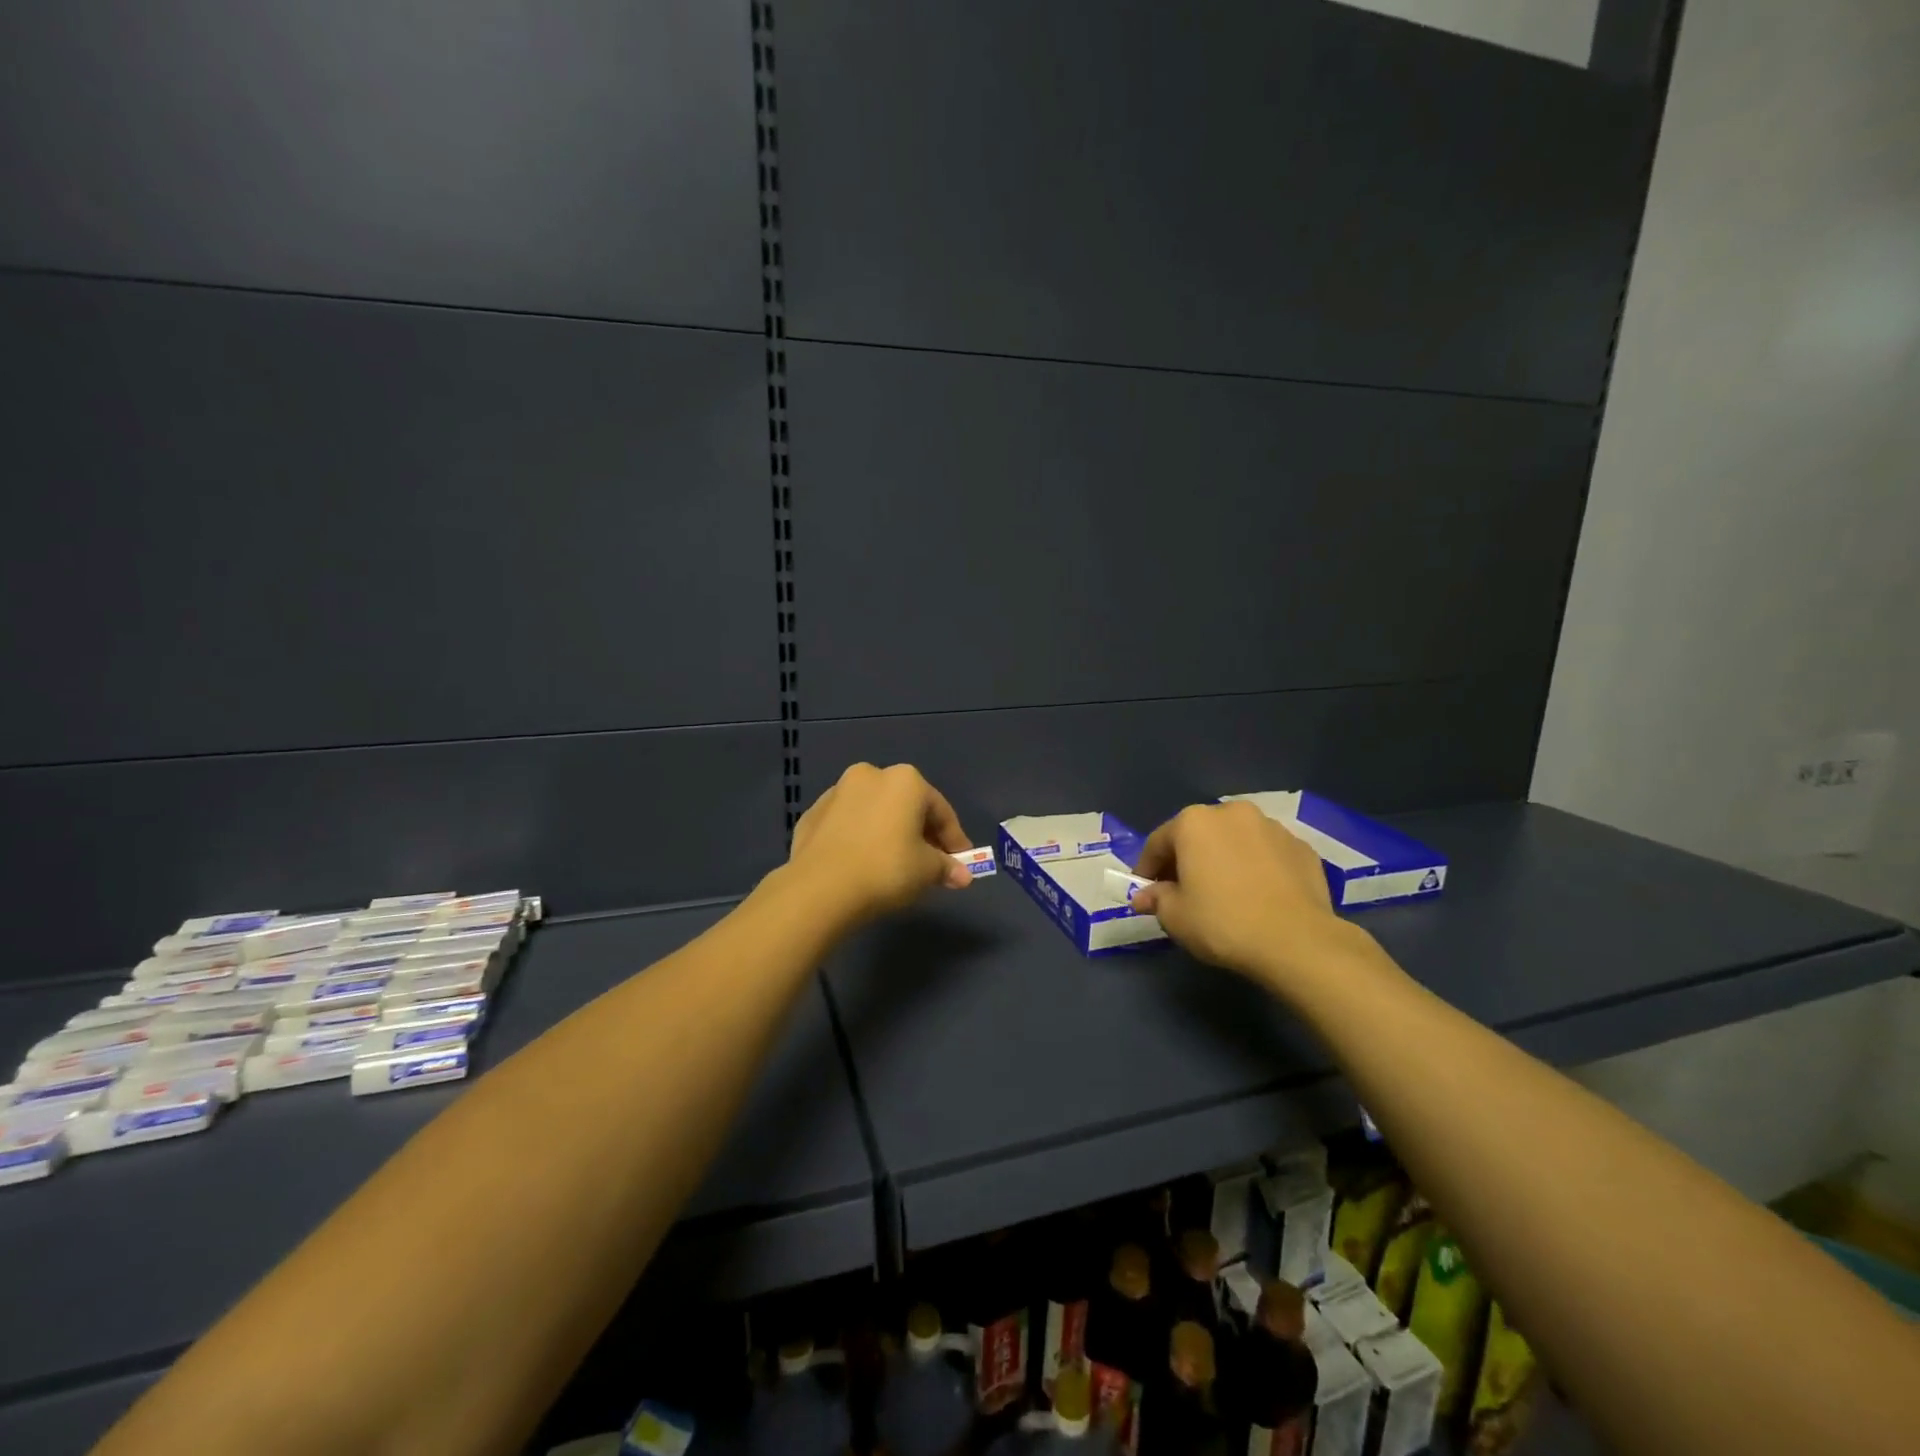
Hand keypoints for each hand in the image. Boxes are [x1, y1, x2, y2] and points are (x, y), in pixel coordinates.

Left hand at [785, 763, 975, 926]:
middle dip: (920, 833)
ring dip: (887, 833)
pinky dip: (859, 839)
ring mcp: (836, 793)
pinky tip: (862, 864)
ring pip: (874, 813)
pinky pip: (846, 826)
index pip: (940, 811)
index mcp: (905, 781)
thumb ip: (946, 867)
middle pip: (905, 806)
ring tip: (894, 864)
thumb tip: (963, 875)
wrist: (820, 888)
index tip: (960, 862)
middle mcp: (870, 775)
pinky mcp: (811, 815)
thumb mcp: (927, 871)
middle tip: (929, 863)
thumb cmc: (886, 869)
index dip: (954, 839)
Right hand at [1131, 800, 1350, 984]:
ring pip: (1235, 841)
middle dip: (1186, 860)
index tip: (1145, 892)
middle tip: (1182, 891)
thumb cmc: (1223, 922)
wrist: (1297, 941)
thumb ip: (1156, 899)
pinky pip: (1267, 854)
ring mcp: (1272, 827)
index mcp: (1194, 822)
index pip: (1158, 842)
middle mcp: (1232, 813)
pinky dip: (1256, 868)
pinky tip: (1257, 895)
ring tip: (1224, 892)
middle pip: (1198, 835)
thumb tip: (1145, 896)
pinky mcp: (1302, 848)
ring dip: (1223, 859)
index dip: (1147, 868)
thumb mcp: (1175, 917)